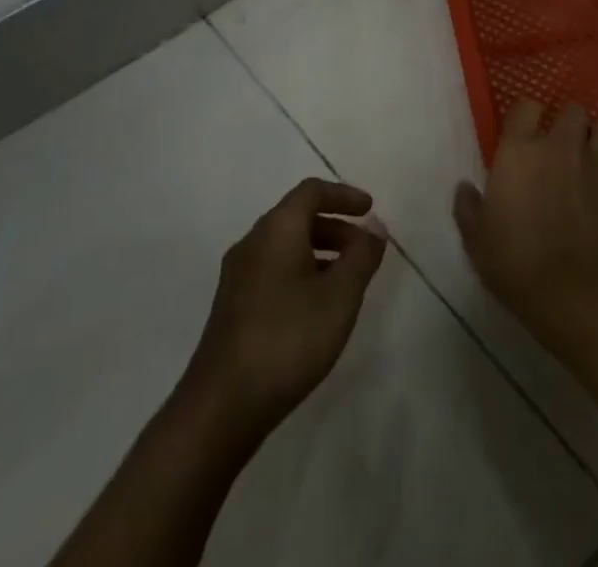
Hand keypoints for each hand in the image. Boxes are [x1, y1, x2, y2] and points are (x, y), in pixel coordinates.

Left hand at [182, 179, 386, 437]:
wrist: (222, 405)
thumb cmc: (288, 339)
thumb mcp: (339, 297)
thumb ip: (361, 257)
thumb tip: (374, 229)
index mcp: (276, 229)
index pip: (311, 191)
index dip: (344, 195)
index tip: (370, 210)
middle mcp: (253, 242)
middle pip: (297, 217)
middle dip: (335, 226)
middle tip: (364, 249)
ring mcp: (238, 275)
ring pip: (285, 246)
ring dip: (319, 252)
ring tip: (347, 281)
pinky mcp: (233, 306)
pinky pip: (274, 270)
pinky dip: (302, 272)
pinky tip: (317, 308)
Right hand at [452, 102, 597, 347]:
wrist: (575, 300)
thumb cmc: (517, 265)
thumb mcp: (476, 239)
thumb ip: (468, 207)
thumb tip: (464, 187)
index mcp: (521, 150)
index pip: (525, 107)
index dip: (524, 116)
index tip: (521, 133)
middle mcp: (562, 146)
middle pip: (571, 112)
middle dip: (565, 124)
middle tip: (557, 147)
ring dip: (597, 137)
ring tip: (591, 152)